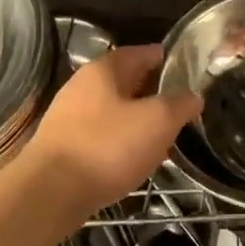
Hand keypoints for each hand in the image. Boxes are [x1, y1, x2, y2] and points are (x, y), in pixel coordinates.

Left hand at [22, 44, 202, 216]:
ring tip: (159, 129)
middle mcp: (80, 87)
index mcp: (102, 71)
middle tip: (174, 98)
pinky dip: (119, 138)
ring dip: (134, 116)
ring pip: (110, 109)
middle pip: (121, 81)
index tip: (177, 61)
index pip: (136, 53)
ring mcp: (67, 118)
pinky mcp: (63, 147)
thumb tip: (193, 97)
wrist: (51, 192)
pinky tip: (133, 155)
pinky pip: (100, 135)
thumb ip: (179, 105)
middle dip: (147, 87)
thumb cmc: (108, 147)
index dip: (158, 56)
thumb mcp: (158, 121)